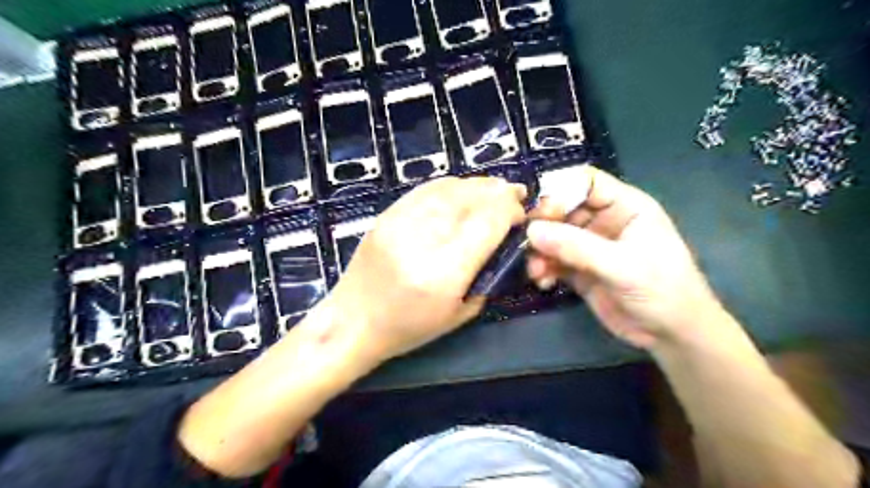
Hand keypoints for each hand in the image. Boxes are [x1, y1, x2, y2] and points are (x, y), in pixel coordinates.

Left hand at [331, 175, 525, 362]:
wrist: (352, 322)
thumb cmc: (407, 329)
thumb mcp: (459, 314)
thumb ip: (486, 275)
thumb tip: (503, 241)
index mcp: (443, 274)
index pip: (486, 223)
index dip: (510, 211)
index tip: (521, 214)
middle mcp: (421, 241)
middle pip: (469, 200)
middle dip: (499, 192)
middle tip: (516, 193)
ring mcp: (399, 223)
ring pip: (448, 188)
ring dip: (478, 185)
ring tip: (494, 188)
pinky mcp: (385, 216)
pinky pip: (425, 189)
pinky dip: (451, 185)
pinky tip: (463, 189)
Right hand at [526, 167, 724, 350]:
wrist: (672, 335)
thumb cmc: (662, 291)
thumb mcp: (622, 266)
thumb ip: (577, 247)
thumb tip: (532, 231)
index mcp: (624, 206)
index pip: (585, 182)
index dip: (560, 189)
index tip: (538, 211)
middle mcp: (603, 221)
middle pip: (562, 208)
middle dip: (543, 224)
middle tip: (527, 241)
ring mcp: (589, 246)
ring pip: (553, 235)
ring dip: (539, 250)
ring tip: (536, 270)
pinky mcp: (578, 269)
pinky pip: (552, 260)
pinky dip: (543, 268)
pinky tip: (543, 281)